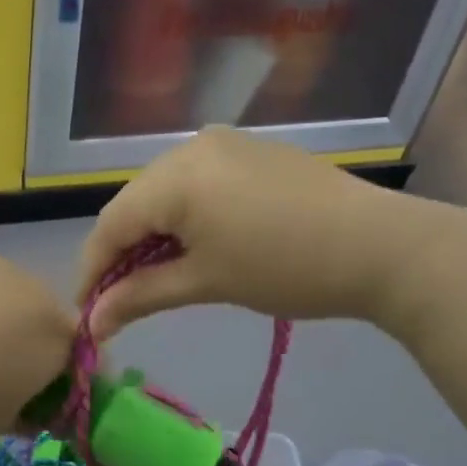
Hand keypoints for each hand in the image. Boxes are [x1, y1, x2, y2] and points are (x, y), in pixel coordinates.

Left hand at [0, 250, 75, 434]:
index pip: (78, 355)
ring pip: (19, 295)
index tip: (35, 388)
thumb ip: (34, 417)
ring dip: (7, 313)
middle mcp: (43, 297)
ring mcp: (8, 270)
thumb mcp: (1, 422)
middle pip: (50, 319)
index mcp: (58, 340)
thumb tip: (42, 415)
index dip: (60, 373)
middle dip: (33, 340)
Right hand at [75, 128, 445, 338]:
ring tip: (153, 276)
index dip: (92, 269)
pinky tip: (191, 245)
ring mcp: (223, 144)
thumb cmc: (286, 268)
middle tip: (118, 299)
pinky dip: (183, 216)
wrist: (381, 246)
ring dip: (152, 234)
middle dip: (121, 252)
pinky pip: (196, 183)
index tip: (85, 312)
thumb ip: (140, 295)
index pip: (111, 224)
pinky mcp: (249, 151)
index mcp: (175, 176)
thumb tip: (92, 322)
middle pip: (135, 204)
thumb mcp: (206, 283)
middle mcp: (191, 147)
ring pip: (164, 192)